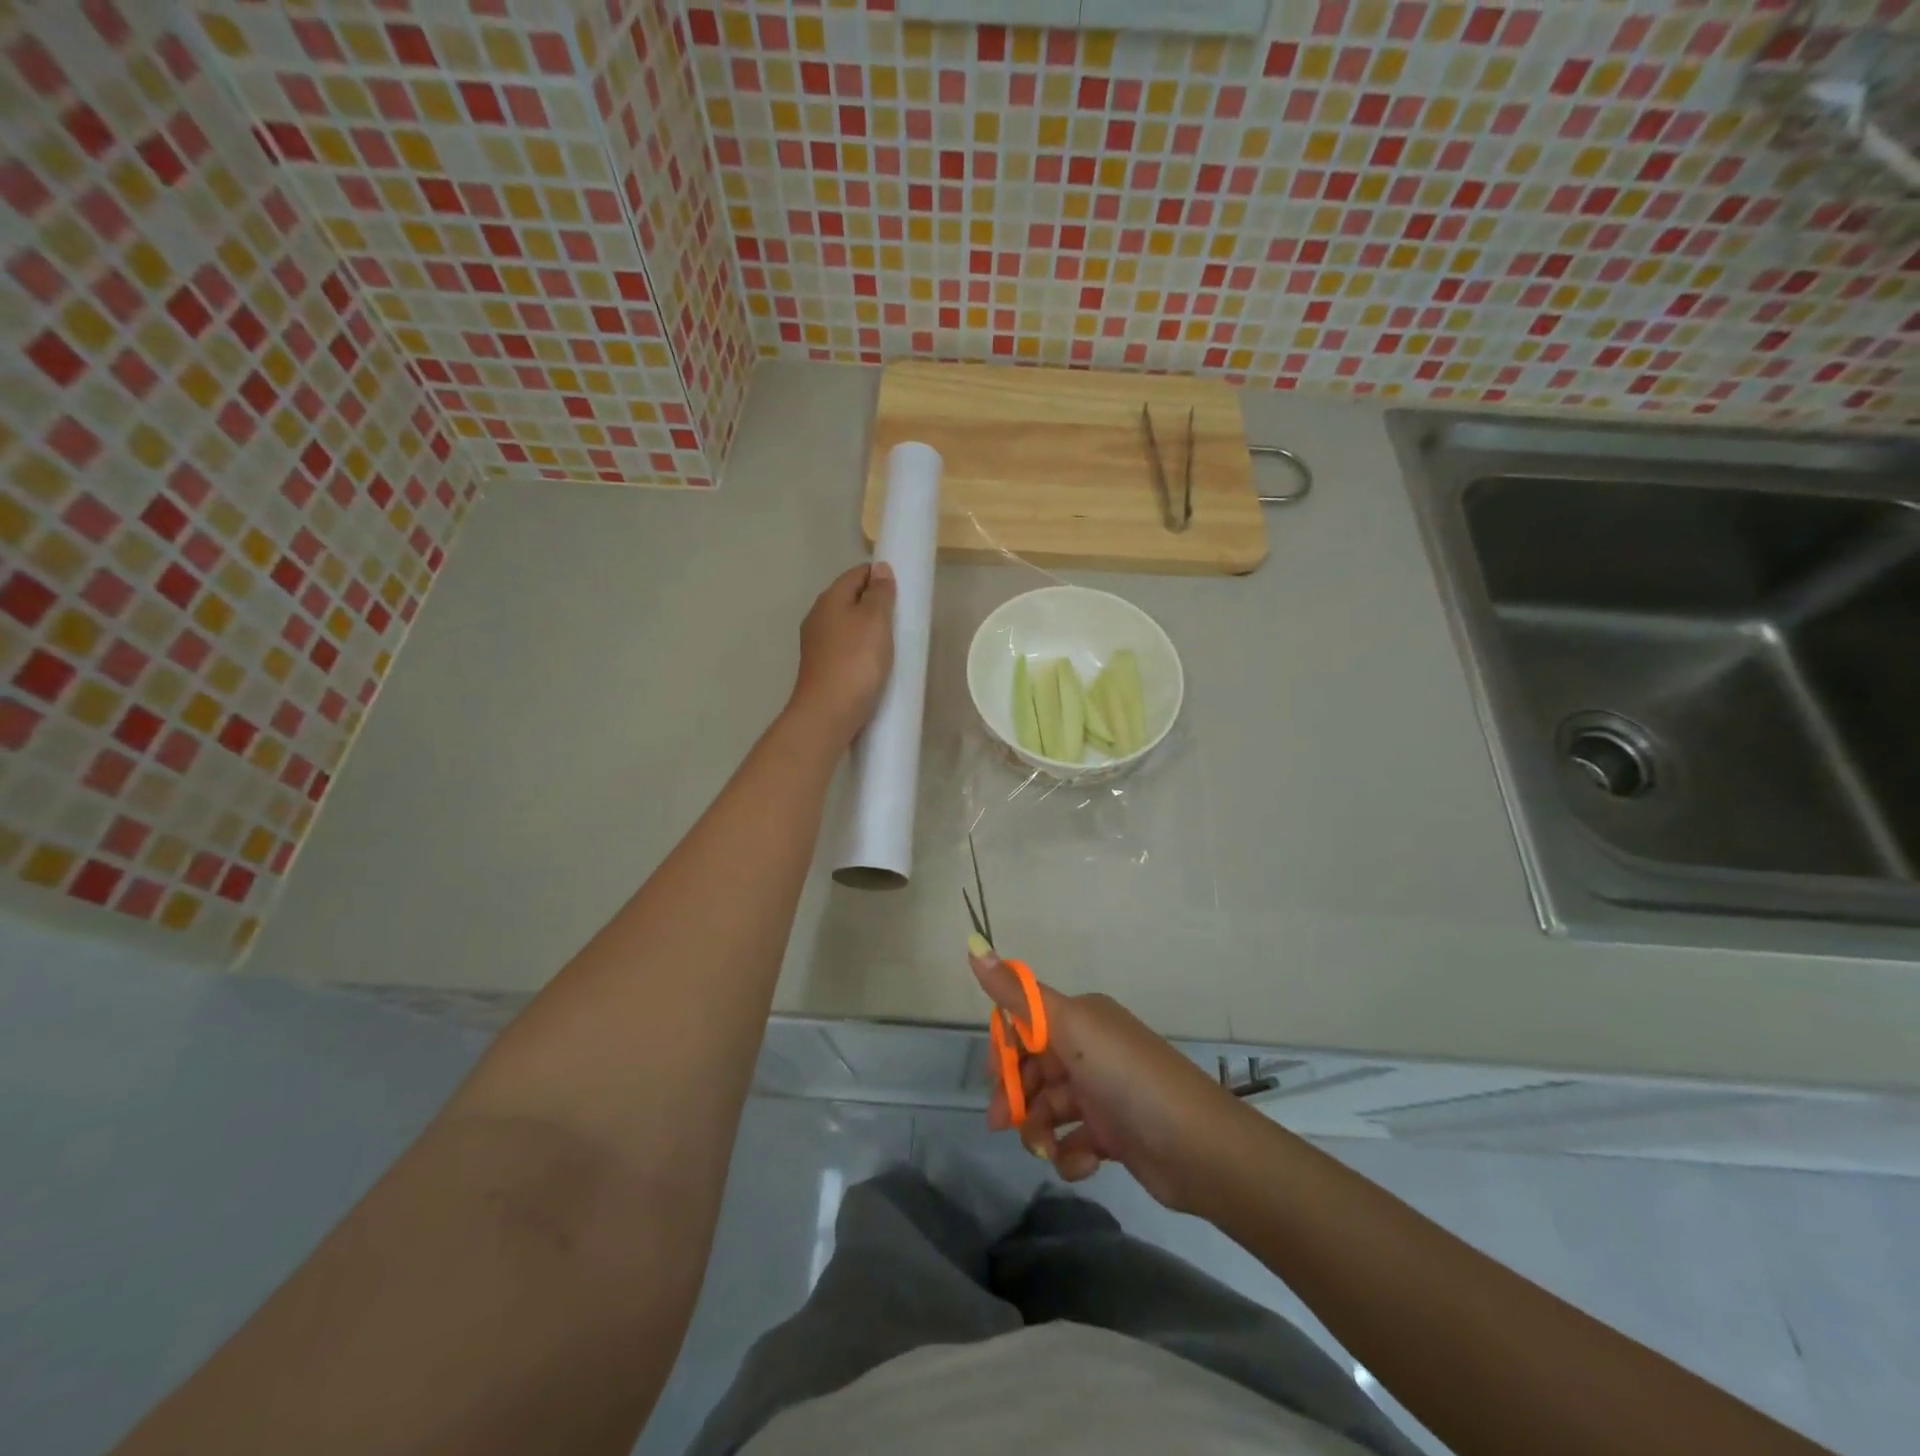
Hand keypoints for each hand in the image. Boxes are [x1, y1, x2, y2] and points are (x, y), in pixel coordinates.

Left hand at [787, 563, 896, 747]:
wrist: (828, 713)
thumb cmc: (856, 662)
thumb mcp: (874, 620)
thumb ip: (878, 593)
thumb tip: (879, 568)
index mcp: (830, 599)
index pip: (856, 574)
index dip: (879, 576)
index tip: (902, 590)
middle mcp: (818, 617)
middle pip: (850, 598)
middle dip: (874, 602)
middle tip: (902, 616)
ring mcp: (817, 644)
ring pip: (847, 624)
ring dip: (868, 627)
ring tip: (892, 640)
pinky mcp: (822, 667)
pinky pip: (845, 647)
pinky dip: (861, 648)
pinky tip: (874, 662)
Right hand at [970, 944, 1246, 1212]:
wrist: (1198, 1147)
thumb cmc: (1127, 1077)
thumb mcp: (1069, 1027)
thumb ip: (1018, 994)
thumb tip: (973, 944)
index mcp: (1082, 1018)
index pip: (1027, 1023)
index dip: (1005, 1048)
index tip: (994, 1076)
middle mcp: (1092, 1049)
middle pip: (1035, 1067)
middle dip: (1015, 1093)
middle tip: (1001, 1123)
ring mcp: (1104, 1092)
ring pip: (1050, 1106)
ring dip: (1038, 1129)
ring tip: (1042, 1149)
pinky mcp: (1115, 1133)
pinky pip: (1075, 1140)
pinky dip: (1070, 1154)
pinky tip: (1081, 1163)